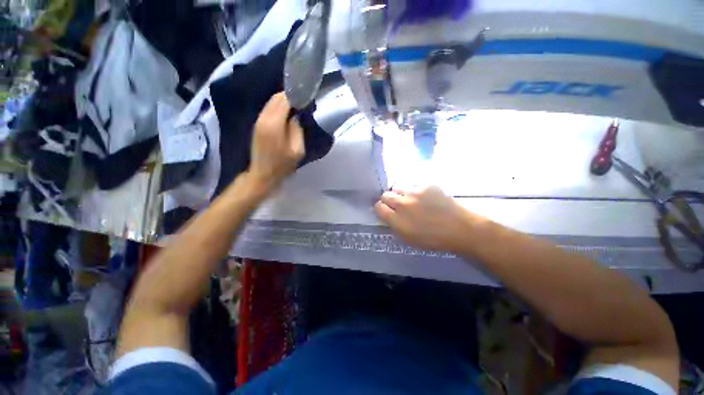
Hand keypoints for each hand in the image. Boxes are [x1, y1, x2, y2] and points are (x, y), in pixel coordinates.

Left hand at [249, 93, 304, 189]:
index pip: (284, 99)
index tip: (307, 98)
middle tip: (304, 101)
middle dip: (290, 96)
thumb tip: (296, 115)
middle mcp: (264, 118)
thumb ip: (297, 129)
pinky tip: (287, 113)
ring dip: (284, 101)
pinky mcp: (257, 124)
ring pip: (271, 102)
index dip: (296, 96)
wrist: (263, 174)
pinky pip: (269, 109)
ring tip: (297, 106)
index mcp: (274, 124)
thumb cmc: (283, 164)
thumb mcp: (297, 149)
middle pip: (277, 98)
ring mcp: (258, 120)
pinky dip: (278, 107)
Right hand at [375, 186, 479, 252]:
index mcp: (397, 220)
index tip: (385, 211)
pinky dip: (415, 190)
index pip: (378, 208)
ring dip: (400, 193)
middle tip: (396, 205)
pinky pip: (413, 184)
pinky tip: (423, 196)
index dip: (380, 209)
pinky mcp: (427, 185)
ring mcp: (415, 192)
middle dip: (388, 200)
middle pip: (385, 195)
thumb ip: (394, 225)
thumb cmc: (433, 239)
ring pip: (398, 187)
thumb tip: (387, 215)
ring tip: (409, 198)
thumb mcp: (408, 239)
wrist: (459, 228)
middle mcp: (403, 204)